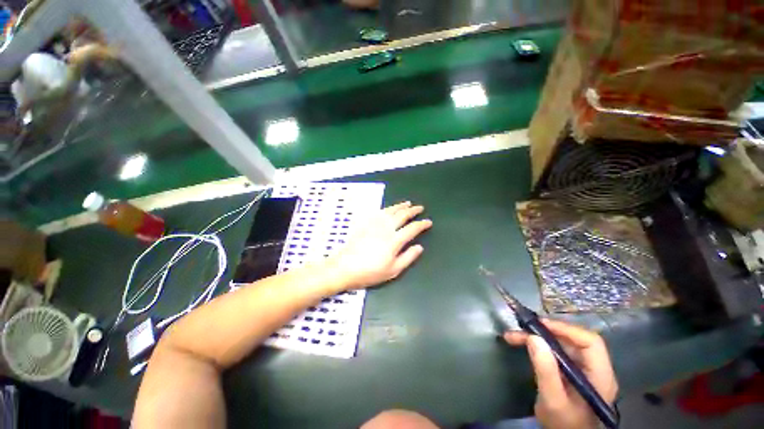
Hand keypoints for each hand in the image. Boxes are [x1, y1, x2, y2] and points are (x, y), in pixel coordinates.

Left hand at [329, 201, 431, 289]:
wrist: (344, 267)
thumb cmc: (370, 272)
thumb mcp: (393, 270)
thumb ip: (408, 257)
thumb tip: (420, 247)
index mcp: (395, 240)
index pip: (412, 228)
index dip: (422, 224)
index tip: (428, 222)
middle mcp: (386, 228)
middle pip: (402, 215)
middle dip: (413, 210)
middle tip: (420, 208)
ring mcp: (375, 224)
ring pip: (391, 210)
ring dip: (401, 206)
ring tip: (408, 203)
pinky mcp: (365, 223)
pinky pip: (379, 211)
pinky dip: (388, 208)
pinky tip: (390, 208)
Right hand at [504, 320, 617, 428]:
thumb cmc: (563, 424)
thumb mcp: (553, 400)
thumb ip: (546, 371)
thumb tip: (533, 338)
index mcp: (600, 376)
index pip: (590, 342)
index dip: (566, 329)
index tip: (539, 325)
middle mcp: (596, 369)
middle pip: (574, 340)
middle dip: (546, 332)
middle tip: (521, 329)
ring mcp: (585, 370)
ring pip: (563, 344)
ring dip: (538, 337)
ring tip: (514, 336)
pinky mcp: (573, 372)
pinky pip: (557, 351)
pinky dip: (540, 346)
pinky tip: (524, 345)